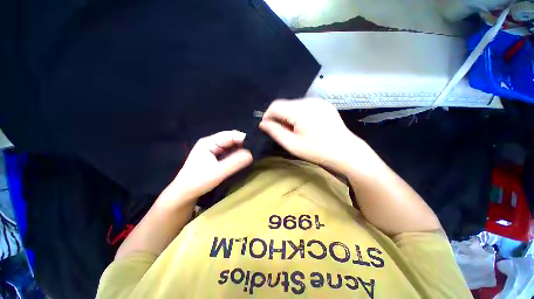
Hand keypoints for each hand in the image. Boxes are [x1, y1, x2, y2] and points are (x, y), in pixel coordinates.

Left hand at [160, 131, 252, 204]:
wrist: (184, 194)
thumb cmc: (198, 182)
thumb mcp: (218, 173)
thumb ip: (234, 163)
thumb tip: (251, 154)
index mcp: (209, 142)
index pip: (230, 135)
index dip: (243, 139)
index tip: (256, 146)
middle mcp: (211, 143)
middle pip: (231, 139)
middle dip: (243, 144)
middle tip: (255, 151)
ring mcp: (213, 149)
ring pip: (231, 146)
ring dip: (240, 150)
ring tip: (252, 155)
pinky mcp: (215, 156)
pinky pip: (229, 152)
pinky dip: (236, 155)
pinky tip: (242, 159)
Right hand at [259, 99, 371, 172]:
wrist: (345, 151)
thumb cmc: (317, 151)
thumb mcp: (292, 145)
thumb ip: (275, 132)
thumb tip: (263, 123)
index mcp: (300, 110)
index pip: (275, 105)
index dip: (268, 115)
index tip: (267, 127)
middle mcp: (309, 101)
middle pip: (284, 104)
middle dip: (279, 116)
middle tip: (283, 132)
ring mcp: (318, 101)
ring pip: (294, 104)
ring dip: (289, 115)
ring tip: (294, 130)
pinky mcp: (323, 104)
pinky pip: (304, 105)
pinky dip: (299, 113)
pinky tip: (305, 125)